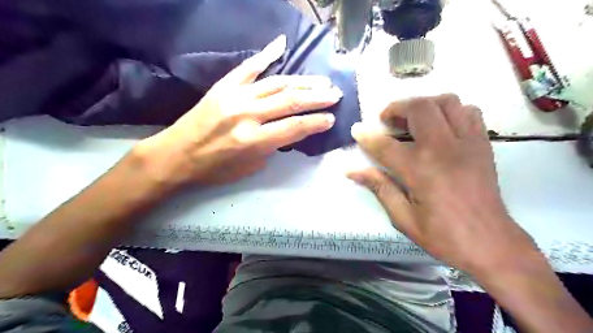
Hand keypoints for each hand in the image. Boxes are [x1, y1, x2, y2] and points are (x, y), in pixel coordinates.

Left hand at [135, 35, 343, 189]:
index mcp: (253, 140)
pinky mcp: (224, 86)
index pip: (295, 127)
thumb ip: (272, 147)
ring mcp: (235, 96)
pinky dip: (266, 55)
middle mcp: (247, 115)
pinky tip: (282, 44)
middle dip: (317, 97)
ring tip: (321, 81)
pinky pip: (249, 67)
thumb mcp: (250, 167)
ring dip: (303, 81)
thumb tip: (288, 131)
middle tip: (335, 94)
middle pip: (290, 101)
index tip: (331, 118)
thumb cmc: (215, 169)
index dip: (316, 122)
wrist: (176, 155)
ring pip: (276, 83)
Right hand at [349, 94, 537, 275]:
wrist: (491, 244)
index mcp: (420, 170)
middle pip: (419, 108)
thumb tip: (352, 171)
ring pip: (446, 102)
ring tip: (412, 119)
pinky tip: (440, 126)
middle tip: (387, 121)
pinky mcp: (483, 144)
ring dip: (424, 105)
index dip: (367, 136)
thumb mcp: (403, 217)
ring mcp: (467, 142)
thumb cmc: (443, 235)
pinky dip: (451, 111)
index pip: (385, 144)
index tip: (356, 130)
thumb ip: (379, 187)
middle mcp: (443, 148)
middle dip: (396, 108)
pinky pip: (469, 111)